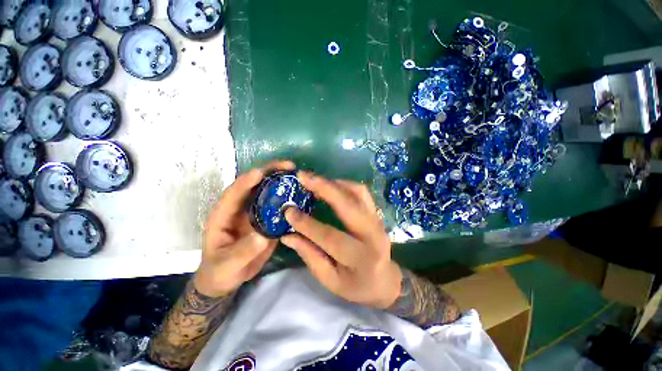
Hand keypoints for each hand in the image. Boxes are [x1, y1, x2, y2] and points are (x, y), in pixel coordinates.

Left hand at [194, 160, 295, 297]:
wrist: (228, 278)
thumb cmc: (220, 270)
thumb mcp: (227, 264)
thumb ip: (243, 251)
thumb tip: (263, 236)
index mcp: (224, 214)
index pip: (235, 192)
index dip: (247, 180)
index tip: (263, 173)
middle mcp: (241, 208)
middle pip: (255, 184)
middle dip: (270, 172)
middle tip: (290, 166)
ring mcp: (256, 212)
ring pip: (269, 191)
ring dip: (283, 181)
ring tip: (299, 176)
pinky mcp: (267, 219)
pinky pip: (279, 205)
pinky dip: (289, 198)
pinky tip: (301, 195)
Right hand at [281, 172, 401, 308]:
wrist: (385, 281)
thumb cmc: (357, 286)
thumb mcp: (331, 280)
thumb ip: (310, 256)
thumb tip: (287, 236)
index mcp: (361, 258)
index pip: (330, 236)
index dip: (307, 224)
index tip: (288, 211)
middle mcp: (373, 235)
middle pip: (348, 206)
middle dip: (324, 188)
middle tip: (303, 177)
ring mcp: (377, 221)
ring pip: (357, 193)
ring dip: (334, 183)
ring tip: (314, 180)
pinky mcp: (376, 213)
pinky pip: (362, 192)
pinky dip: (345, 184)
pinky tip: (330, 185)